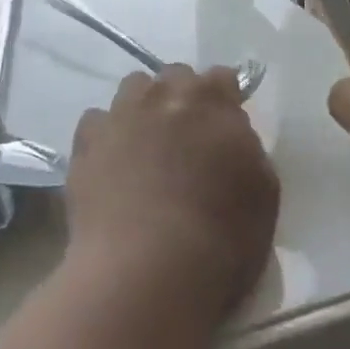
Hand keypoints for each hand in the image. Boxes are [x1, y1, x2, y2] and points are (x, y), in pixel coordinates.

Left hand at [65, 66, 279, 326]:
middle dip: (182, 98)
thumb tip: (229, 137)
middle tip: (187, 138)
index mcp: (211, 101)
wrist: (146, 272)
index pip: (222, 77)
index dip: (225, 99)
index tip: (225, 124)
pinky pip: (97, 122)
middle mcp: (163, 95)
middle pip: (174, 77)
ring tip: (147, 146)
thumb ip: (247, 149)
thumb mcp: (263, 193)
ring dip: (144, 108)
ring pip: (133, 90)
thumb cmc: (221, 240)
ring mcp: (120, 115)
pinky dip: (107, 135)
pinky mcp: (86, 142)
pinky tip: (112, 164)